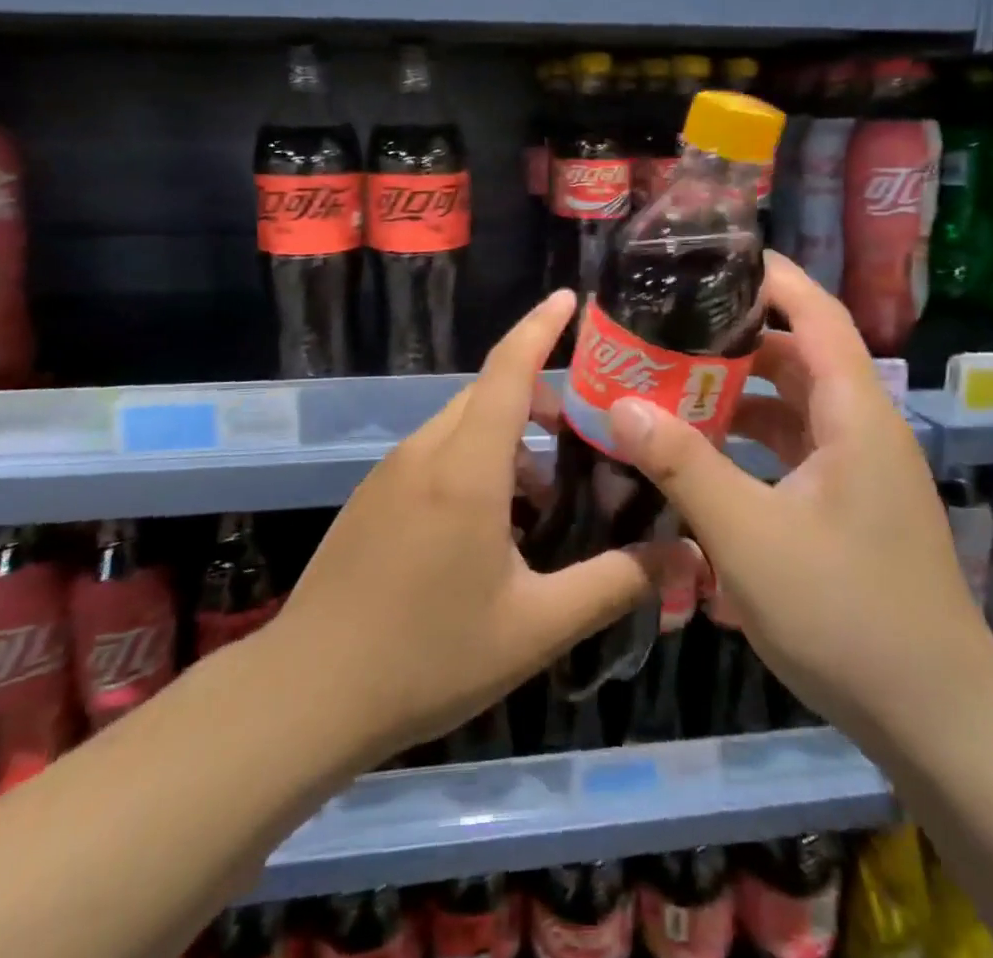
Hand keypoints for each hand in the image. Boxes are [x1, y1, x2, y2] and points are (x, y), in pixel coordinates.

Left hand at [272, 290, 660, 767]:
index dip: (540, 326)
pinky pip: (436, 452)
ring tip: (546, 495)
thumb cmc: (428, 656)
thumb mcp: (536, 626)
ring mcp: (392, 472)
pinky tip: (494, 526)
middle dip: (540, 397)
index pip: (508, 369)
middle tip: (587, 434)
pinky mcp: (374, 496)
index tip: (571, 298)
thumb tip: (685, 556)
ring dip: (509, 438)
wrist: (306, 694)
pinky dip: (476, 460)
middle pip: (489, 393)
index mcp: (466, 467)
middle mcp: (426, 452)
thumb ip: (614, 583)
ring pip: (462, 424)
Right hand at [605, 252, 992, 749]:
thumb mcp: (749, 535)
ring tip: (672, 387)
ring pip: (794, 408)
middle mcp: (862, 430)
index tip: (716, 258)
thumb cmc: (846, 612)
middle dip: (736, 340)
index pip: (816, 315)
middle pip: (798, 358)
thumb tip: (621, 404)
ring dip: (739, 396)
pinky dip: (752, 444)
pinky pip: (795, 451)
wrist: (936, 720)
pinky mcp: (850, 508)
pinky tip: (705, 459)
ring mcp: (859, 472)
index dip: (773, 278)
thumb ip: (684, 465)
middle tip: (669, 329)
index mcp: (854, 414)